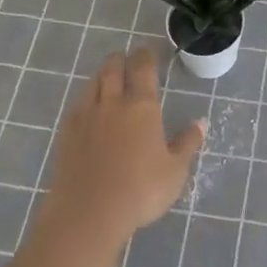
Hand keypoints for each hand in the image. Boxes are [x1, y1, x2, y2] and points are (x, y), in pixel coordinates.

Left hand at [39, 47, 204, 252]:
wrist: (88, 214)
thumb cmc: (140, 191)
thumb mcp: (175, 171)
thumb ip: (187, 144)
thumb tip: (200, 122)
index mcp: (142, 106)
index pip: (142, 67)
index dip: (145, 55)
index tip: (148, 52)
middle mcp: (112, 103)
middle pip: (112, 67)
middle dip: (120, 59)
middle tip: (126, 60)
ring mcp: (86, 117)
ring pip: (92, 83)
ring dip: (102, 76)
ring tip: (108, 80)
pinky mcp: (66, 134)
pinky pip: (76, 105)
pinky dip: (85, 99)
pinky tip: (88, 110)